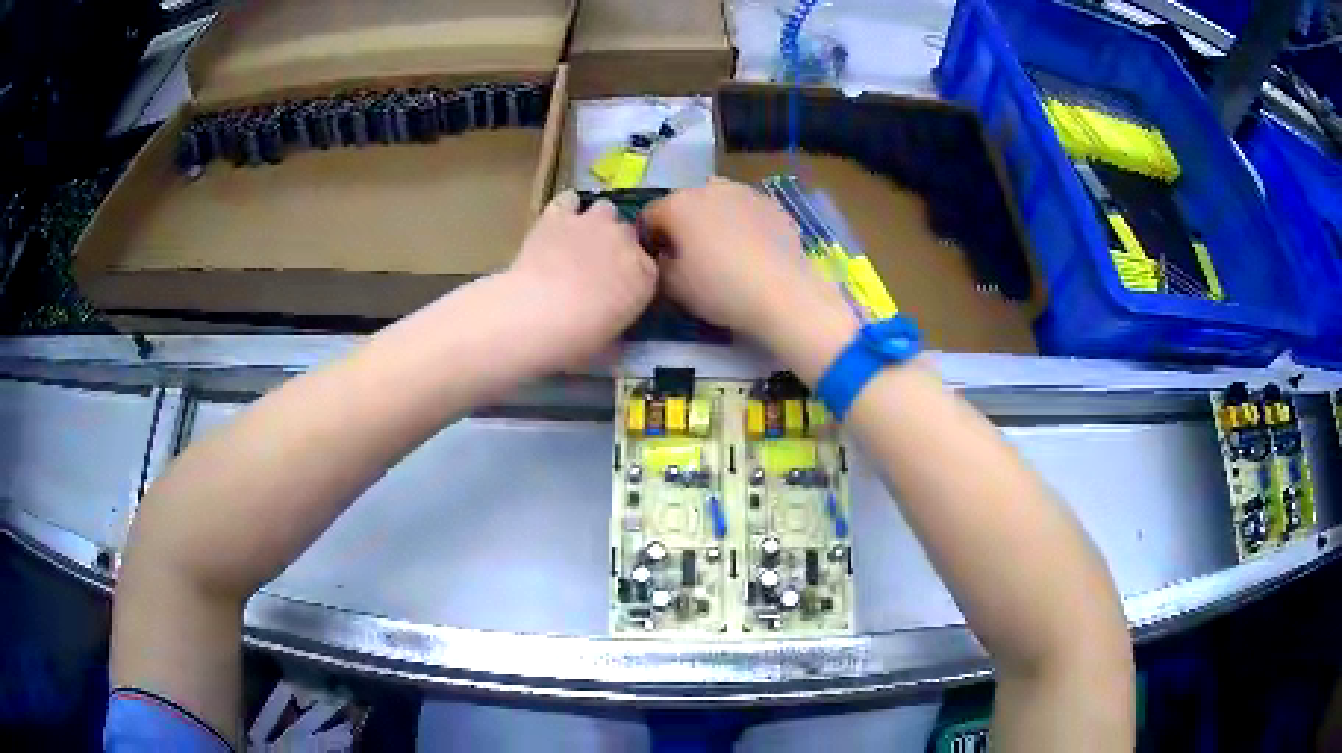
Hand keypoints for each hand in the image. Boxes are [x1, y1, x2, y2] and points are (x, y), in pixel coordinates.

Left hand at [503, 190, 657, 369]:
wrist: (535, 314)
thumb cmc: (576, 339)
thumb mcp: (608, 347)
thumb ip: (617, 337)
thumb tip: (615, 342)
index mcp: (645, 276)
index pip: (648, 267)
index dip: (632, 274)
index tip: (619, 286)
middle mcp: (625, 241)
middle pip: (628, 234)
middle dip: (616, 246)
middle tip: (596, 265)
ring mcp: (592, 222)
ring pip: (605, 209)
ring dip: (596, 221)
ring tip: (579, 238)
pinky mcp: (559, 214)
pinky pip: (568, 200)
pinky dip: (565, 209)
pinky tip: (557, 222)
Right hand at [641, 179, 857, 381]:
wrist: (783, 294)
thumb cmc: (719, 289)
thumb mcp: (672, 286)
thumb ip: (659, 264)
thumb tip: (665, 255)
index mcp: (678, 204)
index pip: (649, 216)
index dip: (649, 240)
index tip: (657, 262)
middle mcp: (709, 188)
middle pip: (685, 204)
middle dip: (682, 226)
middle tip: (690, 257)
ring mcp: (745, 192)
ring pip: (718, 203)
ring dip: (713, 220)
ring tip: (723, 251)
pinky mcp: (773, 205)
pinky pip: (746, 212)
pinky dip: (743, 225)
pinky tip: (751, 251)